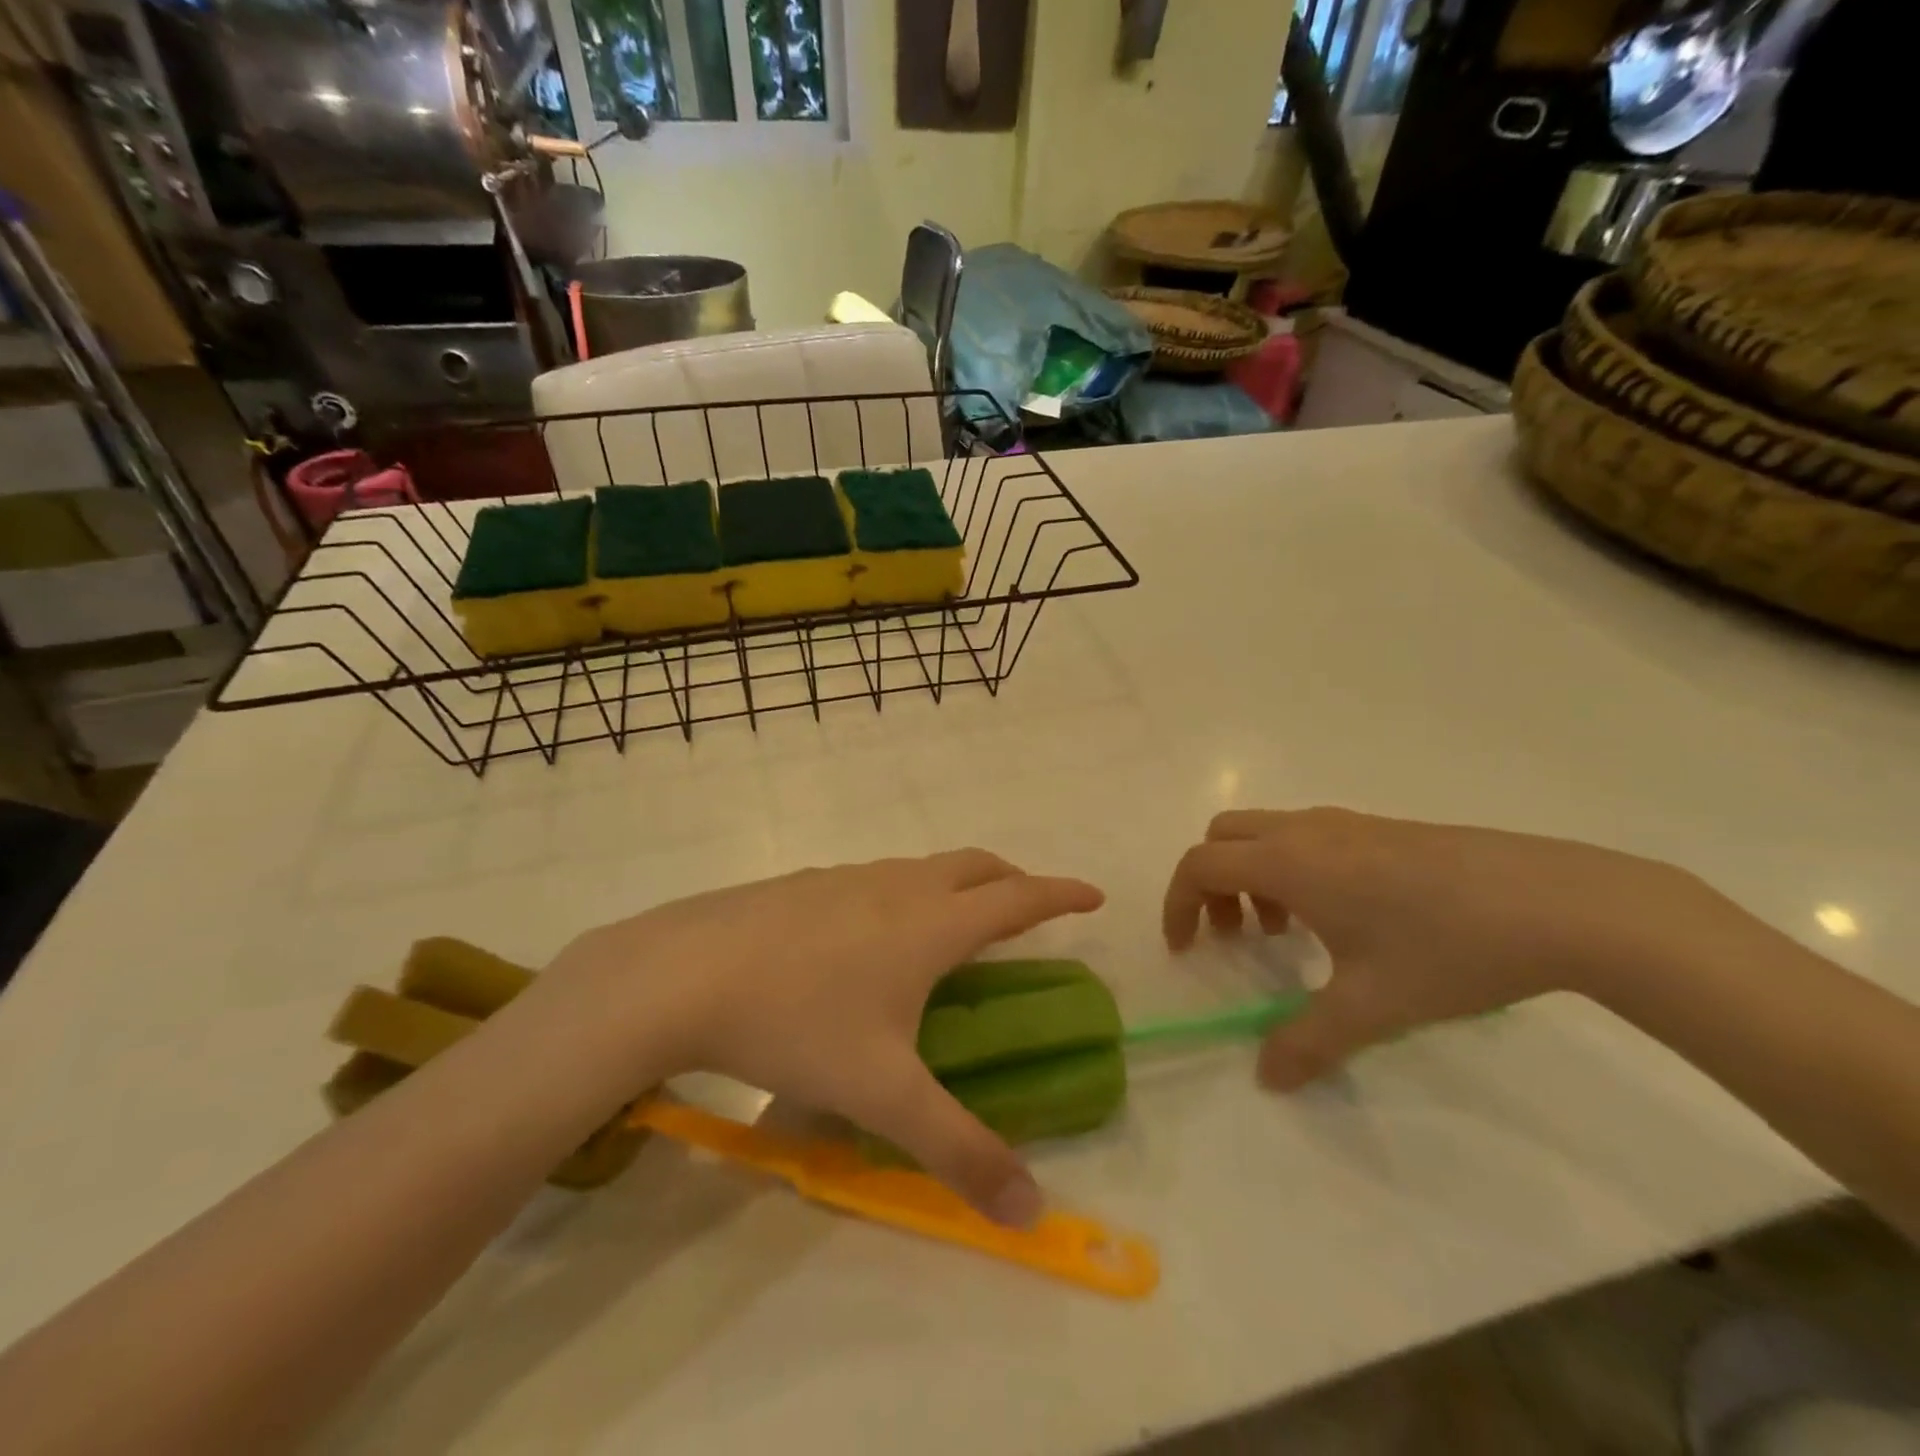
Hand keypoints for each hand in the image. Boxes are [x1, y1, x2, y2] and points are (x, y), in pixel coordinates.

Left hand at [538, 850, 1103, 1223]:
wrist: (683, 973)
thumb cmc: (797, 1023)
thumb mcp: (882, 1094)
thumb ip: (958, 1150)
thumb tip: (1031, 1211)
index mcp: (930, 924)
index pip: (1017, 898)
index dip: (1060, 893)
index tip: (1094, 893)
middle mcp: (897, 887)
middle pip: (974, 865)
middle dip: (1012, 878)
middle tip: (1029, 906)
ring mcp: (847, 877)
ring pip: (922, 867)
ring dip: (955, 883)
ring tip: (954, 923)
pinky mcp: (805, 883)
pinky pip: (875, 877)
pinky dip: (903, 891)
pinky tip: (870, 934)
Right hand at [1163, 808, 1731, 1089]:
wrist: (1559, 903)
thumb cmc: (1447, 949)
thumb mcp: (1372, 1007)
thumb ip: (1307, 1042)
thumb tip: (1266, 1079)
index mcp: (1288, 863)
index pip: (1199, 865)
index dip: (1178, 904)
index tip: (1187, 949)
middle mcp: (1306, 831)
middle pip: (1223, 836)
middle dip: (1211, 883)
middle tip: (1236, 936)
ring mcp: (1347, 823)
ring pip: (1266, 833)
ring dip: (1253, 874)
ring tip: (1289, 931)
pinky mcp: (1383, 828)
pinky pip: (1307, 836)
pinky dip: (1293, 868)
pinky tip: (1344, 917)